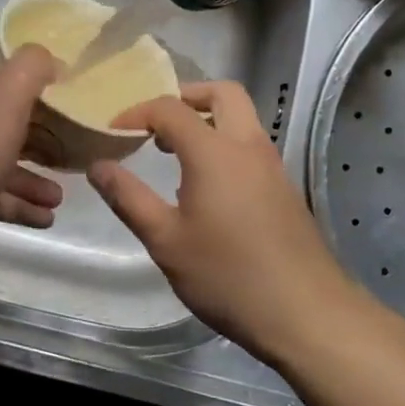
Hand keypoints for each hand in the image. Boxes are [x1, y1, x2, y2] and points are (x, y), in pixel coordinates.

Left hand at [0, 48, 63, 267]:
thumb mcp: (3, 109)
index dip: (9, 68)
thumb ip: (27, 73)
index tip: (46, 82)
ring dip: (25, 176)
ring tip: (58, 197)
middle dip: (29, 132)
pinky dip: (11, 203)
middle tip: (62, 143)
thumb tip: (42, 54)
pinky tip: (42, 218)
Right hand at [88, 81, 361, 364]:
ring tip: (174, 153)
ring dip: (208, 119)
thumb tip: (98, 166)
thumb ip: (129, 197)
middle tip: (156, 122)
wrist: (306, 313)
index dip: (137, 112)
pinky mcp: (284, 187)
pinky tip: (206, 186)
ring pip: (242, 117)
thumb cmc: (227, 275)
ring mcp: (272, 165)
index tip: (113, 132)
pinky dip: (225, 143)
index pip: (171, 108)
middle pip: (222, 93)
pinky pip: (251, 145)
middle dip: (186, 96)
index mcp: (215, 151)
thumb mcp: (165, 240)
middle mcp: (248, 145)